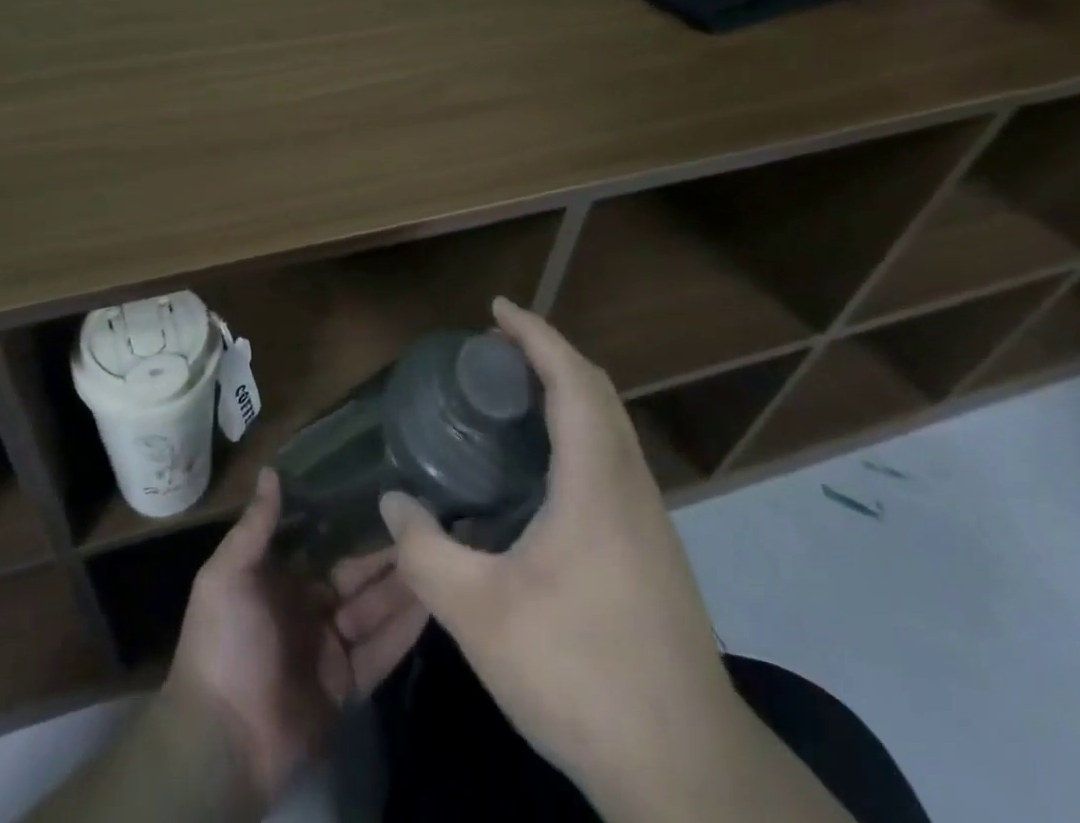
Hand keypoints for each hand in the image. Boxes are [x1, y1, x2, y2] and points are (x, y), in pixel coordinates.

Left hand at [165, 468, 427, 808]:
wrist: (223, 740)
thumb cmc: (222, 642)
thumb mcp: (227, 575)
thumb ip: (255, 526)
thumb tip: (270, 469)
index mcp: (279, 579)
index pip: (322, 543)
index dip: (350, 521)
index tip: (382, 492)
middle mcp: (307, 607)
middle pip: (355, 575)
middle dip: (385, 554)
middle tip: (425, 522)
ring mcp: (329, 648)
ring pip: (373, 610)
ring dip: (402, 586)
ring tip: (439, 554)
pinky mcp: (346, 685)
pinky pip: (380, 652)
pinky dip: (404, 630)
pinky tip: (433, 604)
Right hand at [379, 298, 737, 796]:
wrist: (687, 771)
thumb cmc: (580, 673)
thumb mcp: (479, 614)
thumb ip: (424, 551)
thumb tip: (392, 501)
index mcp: (596, 481)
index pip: (572, 378)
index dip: (535, 334)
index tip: (497, 309)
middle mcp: (631, 485)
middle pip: (598, 391)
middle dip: (549, 354)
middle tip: (495, 350)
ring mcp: (651, 520)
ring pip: (612, 426)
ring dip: (569, 392)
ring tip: (514, 396)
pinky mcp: (655, 551)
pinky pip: (614, 458)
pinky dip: (580, 430)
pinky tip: (544, 469)